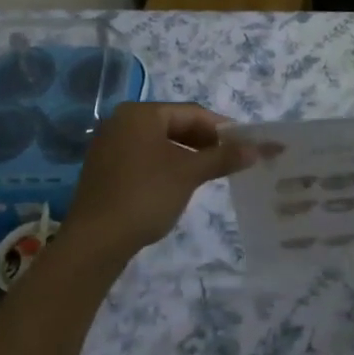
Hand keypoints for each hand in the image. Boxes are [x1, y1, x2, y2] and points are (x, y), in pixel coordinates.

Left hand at [61, 103, 254, 269]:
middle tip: (231, 160)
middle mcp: (122, 121)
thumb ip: (223, 157)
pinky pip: (144, 157)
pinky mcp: (105, 169)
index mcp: (141, 113)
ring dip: (187, 155)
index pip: (191, 113)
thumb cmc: (145, 196)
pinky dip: (166, 165)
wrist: (95, 241)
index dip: (222, 128)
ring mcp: (110, 145)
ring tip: (210, 173)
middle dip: (204, 141)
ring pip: (160, 143)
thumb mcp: (189, 174)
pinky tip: (180, 184)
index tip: (245, 145)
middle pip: (174, 124)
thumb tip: (258, 148)